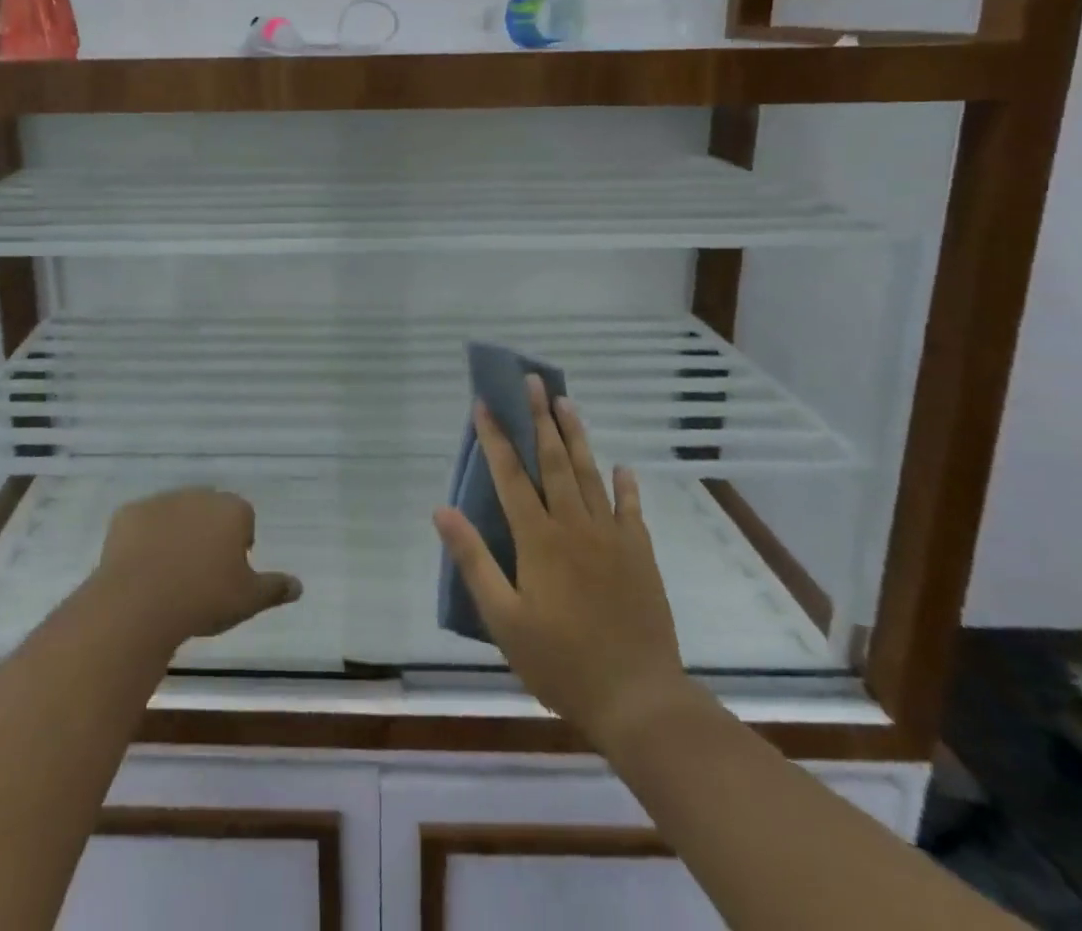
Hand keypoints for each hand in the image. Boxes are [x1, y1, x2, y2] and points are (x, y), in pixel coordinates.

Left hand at [93, 488, 302, 650]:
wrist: (140, 602)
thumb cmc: (204, 598)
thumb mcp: (249, 599)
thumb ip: (275, 588)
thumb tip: (298, 586)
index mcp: (231, 510)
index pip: (243, 518)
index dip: (239, 544)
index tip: (230, 573)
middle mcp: (198, 496)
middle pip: (208, 511)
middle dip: (207, 534)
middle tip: (200, 574)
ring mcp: (160, 501)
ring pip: (174, 514)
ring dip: (176, 534)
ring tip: (169, 575)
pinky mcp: (128, 514)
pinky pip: (141, 524)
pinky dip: (143, 540)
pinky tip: (141, 570)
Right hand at [434, 377, 688, 753]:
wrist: (639, 700)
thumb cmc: (561, 662)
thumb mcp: (503, 619)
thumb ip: (473, 560)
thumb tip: (441, 510)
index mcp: (538, 539)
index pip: (509, 476)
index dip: (495, 437)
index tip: (484, 403)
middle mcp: (574, 526)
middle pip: (553, 460)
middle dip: (539, 417)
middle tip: (533, 381)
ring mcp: (611, 537)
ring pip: (589, 474)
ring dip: (576, 436)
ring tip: (565, 402)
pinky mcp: (639, 555)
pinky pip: (631, 510)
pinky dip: (625, 485)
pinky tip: (622, 467)